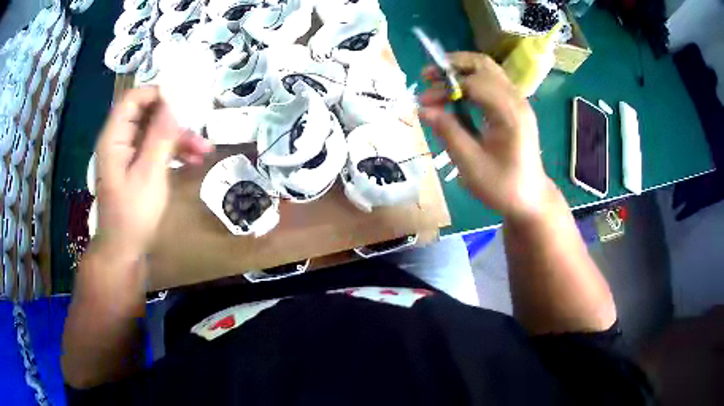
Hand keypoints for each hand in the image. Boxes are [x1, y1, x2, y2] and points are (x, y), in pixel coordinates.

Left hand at [93, 87, 211, 260]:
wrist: (124, 250)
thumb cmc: (133, 214)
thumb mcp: (149, 174)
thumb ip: (160, 135)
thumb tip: (174, 100)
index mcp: (114, 137)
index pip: (134, 98)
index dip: (158, 93)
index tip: (184, 100)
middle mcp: (119, 140)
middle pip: (147, 114)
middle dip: (174, 119)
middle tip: (198, 127)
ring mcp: (128, 153)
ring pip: (154, 132)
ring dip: (178, 138)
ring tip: (204, 151)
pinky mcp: (136, 165)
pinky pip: (155, 149)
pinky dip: (173, 152)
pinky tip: (193, 161)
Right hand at [418, 52, 550, 220]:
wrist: (531, 199)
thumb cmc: (503, 186)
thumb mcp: (471, 165)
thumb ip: (448, 132)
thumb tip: (422, 109)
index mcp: (509, 114)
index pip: (475, 83)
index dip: (445, 87)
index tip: (423, 100)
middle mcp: (516, 101)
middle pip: (483, 65)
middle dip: (452, 65)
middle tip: (428, 77)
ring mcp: (518, 102)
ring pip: (488, 70)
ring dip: (461, 71)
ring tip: (438, 83)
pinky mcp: (515, 108)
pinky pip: (491, 83)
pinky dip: (471, 82)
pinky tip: (457, 96)